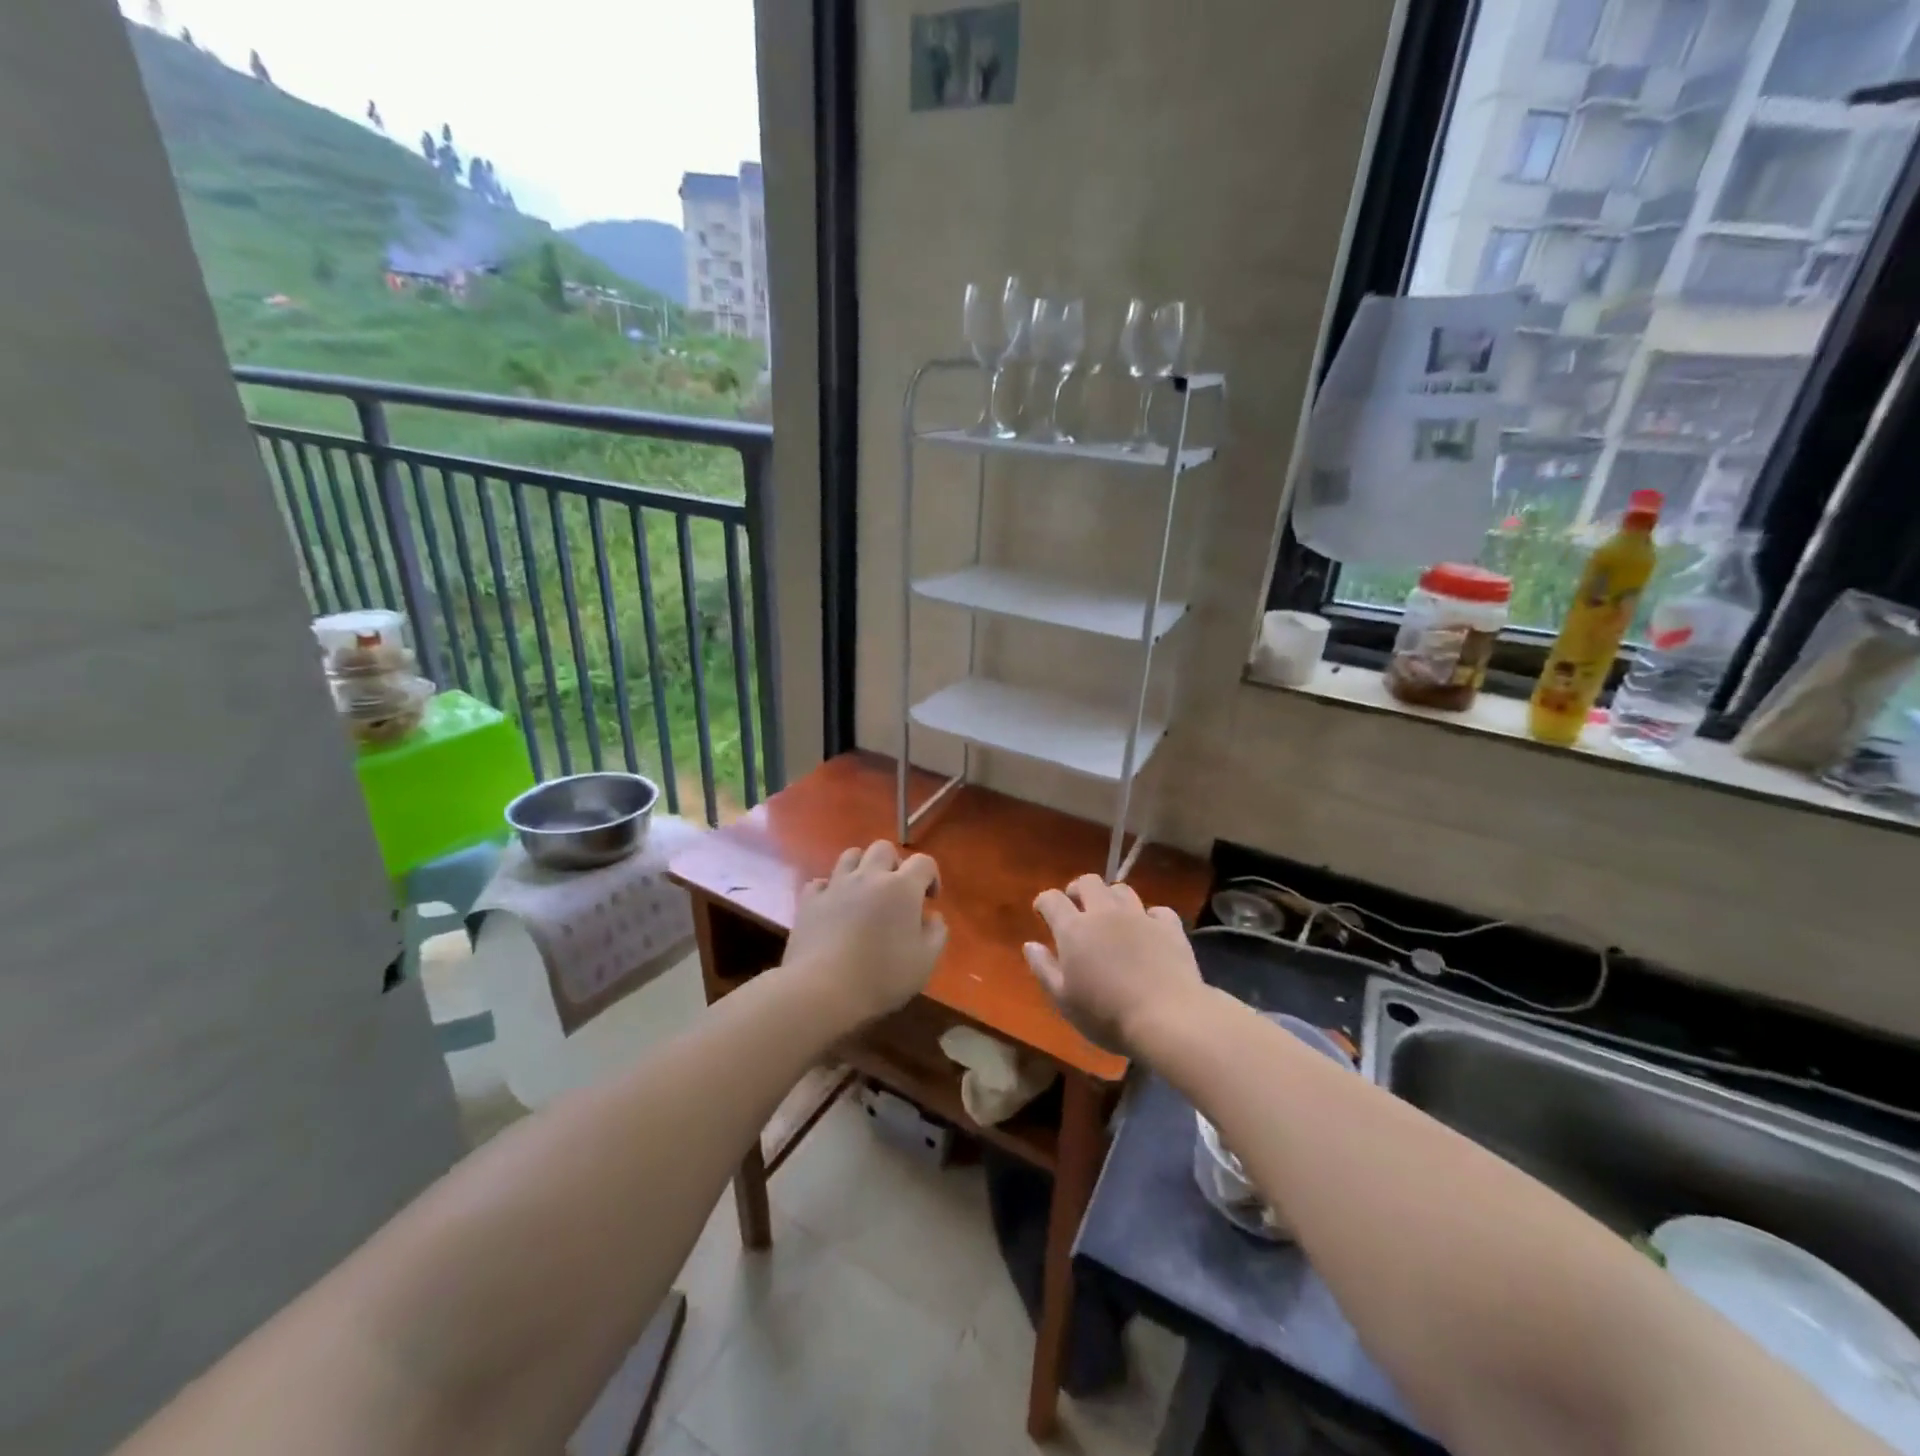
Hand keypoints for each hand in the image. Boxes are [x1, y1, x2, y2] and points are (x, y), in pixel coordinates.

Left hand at [784, 841, 946, 1024]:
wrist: (823, 989)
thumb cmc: (881, 976)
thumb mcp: (925, 961)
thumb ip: (936, 933)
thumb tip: (931, 916)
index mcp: (902, 887)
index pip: (923, 862)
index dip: (931, 877)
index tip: (929, 900)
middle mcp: (868, 876)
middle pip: (884, 848)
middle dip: (894, 864)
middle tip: (896, 892)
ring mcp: (836, 886)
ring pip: (850, 855)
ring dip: (862, 867)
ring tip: (865, 892)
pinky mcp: (809, 901)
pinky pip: (821, 882)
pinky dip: (831, 889)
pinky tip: (834, 907)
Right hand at [1024, 874, 1202, 1052]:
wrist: (1167, 1018)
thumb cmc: (1106, 1015)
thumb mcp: (1064, 1000)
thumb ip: (1043, 968)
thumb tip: (1030, 944)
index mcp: (1074, 929)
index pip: (1052, 899)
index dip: (1044, 902)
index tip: (1042, 911)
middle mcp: (1105, 913)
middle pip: (1089, 882)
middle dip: (1078, 890)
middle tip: (1076, 907)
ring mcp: (1140, 916)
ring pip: (1122, 890)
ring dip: (1111, 898)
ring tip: (1111, 916)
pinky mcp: (1170, 927)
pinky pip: (1157, 910)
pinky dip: (1149, 917)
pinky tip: (1148, 930)